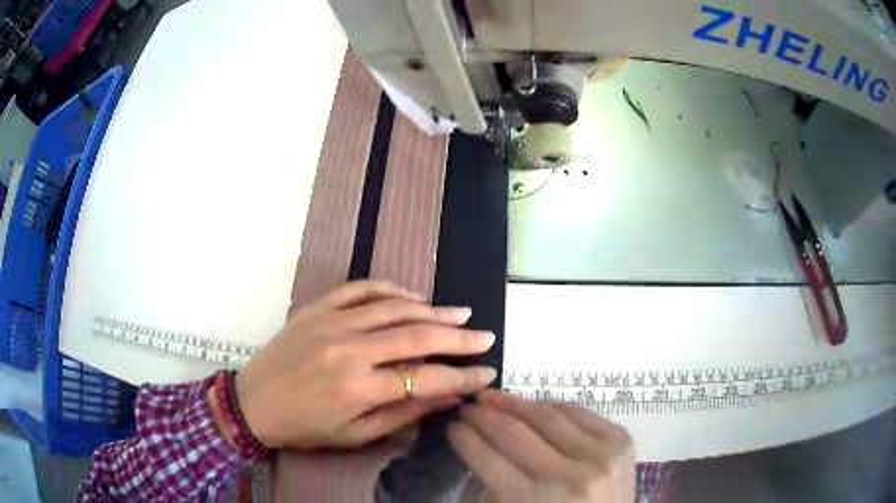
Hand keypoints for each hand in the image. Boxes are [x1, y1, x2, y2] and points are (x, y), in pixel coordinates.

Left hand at [235, 280, 496, 449]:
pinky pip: (361, 289)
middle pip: (417, 337)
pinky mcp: (318, 307)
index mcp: (359, 388)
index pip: (426, 379)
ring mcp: (332, 322)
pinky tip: (413, 297)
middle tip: (485, 336)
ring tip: (460, 315)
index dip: (463, 377)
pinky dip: (391, 289)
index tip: (488, 373)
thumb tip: (446, 397)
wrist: (254, 403)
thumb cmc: (305, 427)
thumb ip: (403, 414)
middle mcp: (350, 349)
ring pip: (394, 307)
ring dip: (432, 310)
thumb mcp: (356, 435)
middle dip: (459, 338)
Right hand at [449, 391, 634, 501]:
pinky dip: (551, 406)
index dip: (465, 438)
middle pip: (515, 432)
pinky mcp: (621, 441)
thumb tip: (475, 442)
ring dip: (515, 403)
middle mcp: (569, 476)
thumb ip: (488, 485)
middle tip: (467, 406)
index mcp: (533, 501)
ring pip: (547, 415)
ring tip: (494, 397)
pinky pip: (578, 412)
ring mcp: (601, 456)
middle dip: (483, 416)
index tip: (452, 425)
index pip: (488, 458)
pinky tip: (534, 406)